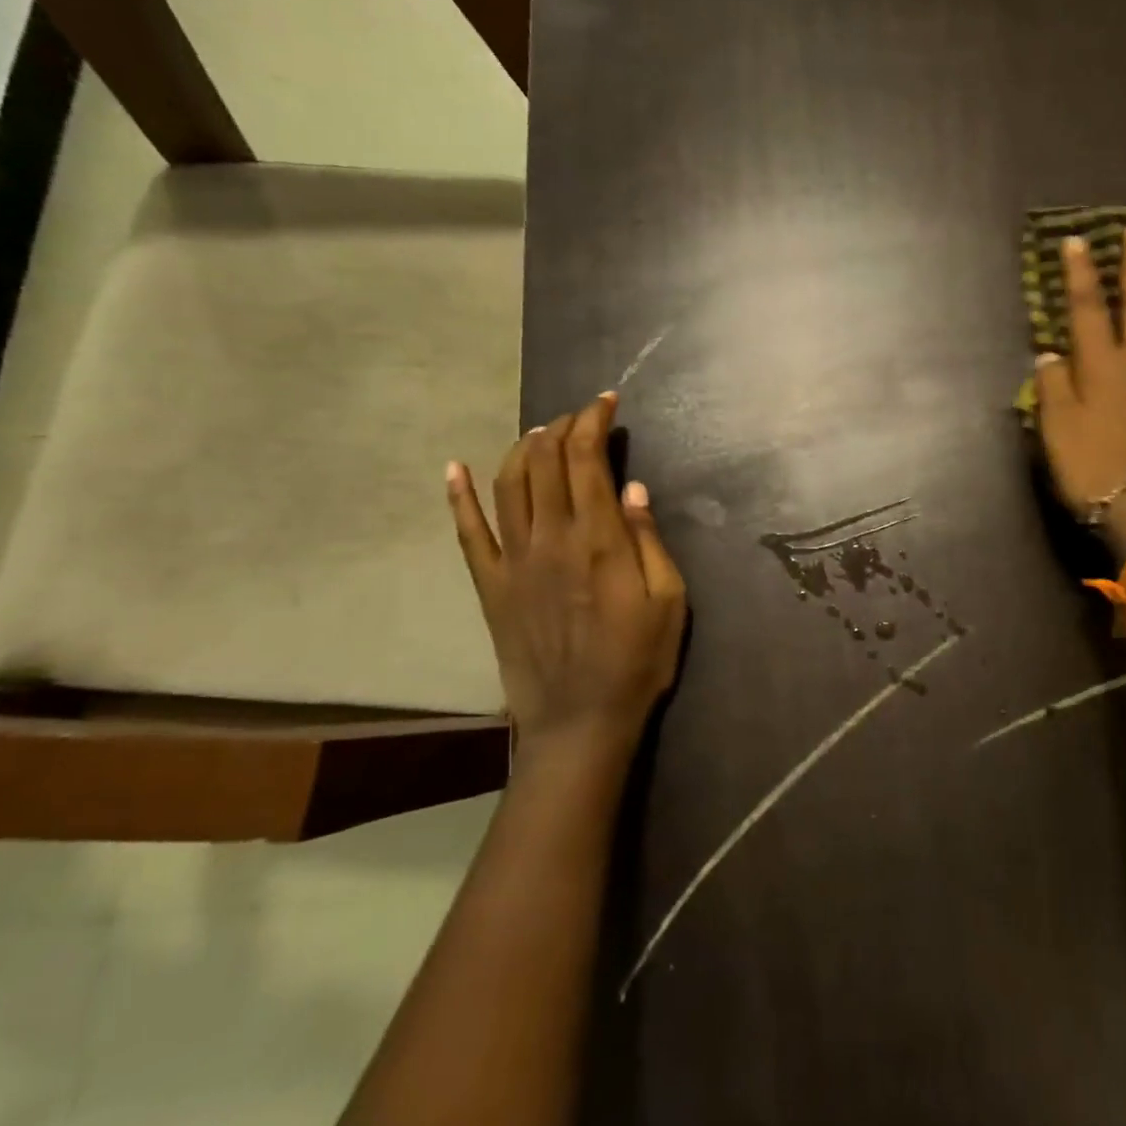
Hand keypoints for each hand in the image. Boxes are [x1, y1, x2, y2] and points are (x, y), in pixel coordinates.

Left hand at [447, 393, 686, 747]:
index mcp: (599, 539)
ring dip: (522, 448)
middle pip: (546, 461)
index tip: (606, 402)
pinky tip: (455, 468)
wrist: (580, 722)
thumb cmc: (638, 661)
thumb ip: (649, 540)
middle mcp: (552, 538)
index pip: (588, 459)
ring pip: (509, 485)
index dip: (594, 422)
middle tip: (580, 416)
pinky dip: (459, 496)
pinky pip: (468, 533)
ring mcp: (515, 561)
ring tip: (540, 433)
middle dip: (562, 426)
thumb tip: (633, 488)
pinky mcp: (491, 586)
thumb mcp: (670, 601)